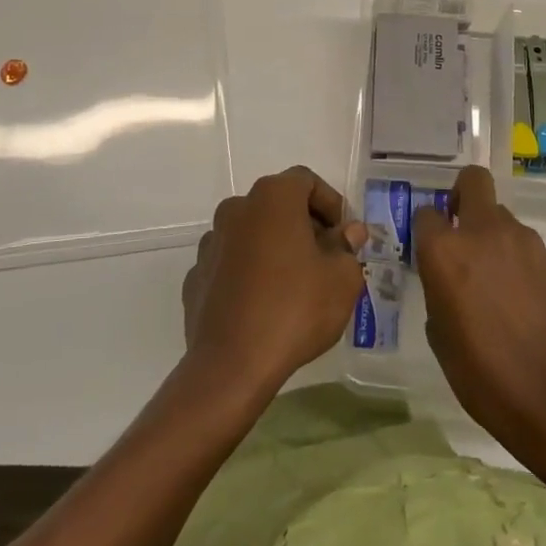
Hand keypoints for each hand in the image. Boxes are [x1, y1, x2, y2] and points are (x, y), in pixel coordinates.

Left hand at [181, 167, 369, 395]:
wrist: (232, 364)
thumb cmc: (295, 309)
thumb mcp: (342, 278)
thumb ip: (347, 247)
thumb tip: (348, 232)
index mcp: (272, 198)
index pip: (306, 180)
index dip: (330, 203)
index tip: (342, 235)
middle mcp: (237, 209)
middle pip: (277, 204)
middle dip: (304, 225)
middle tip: (325, 258)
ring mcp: (211, 242)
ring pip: (252, 233)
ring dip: (274, 247)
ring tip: (295, 284)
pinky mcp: (197, 275)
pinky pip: (231, 263)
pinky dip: (249, 272)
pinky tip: (263, 304)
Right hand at [414, 166, 545, 490]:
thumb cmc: (483, 374)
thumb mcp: (440, 335)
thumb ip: (438, 289)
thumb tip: (447, 278)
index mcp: (445, 251)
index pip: (425, 213)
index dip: (425, 229)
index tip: (427, 250)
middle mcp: (483, 232)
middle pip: (473, 181)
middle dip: (462, 194)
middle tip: (459, 229)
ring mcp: (523, 242)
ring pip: (502, 215)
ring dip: (492, 234)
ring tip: (493, 279)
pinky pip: (524, 244)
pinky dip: (516, 258)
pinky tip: (519, 298)